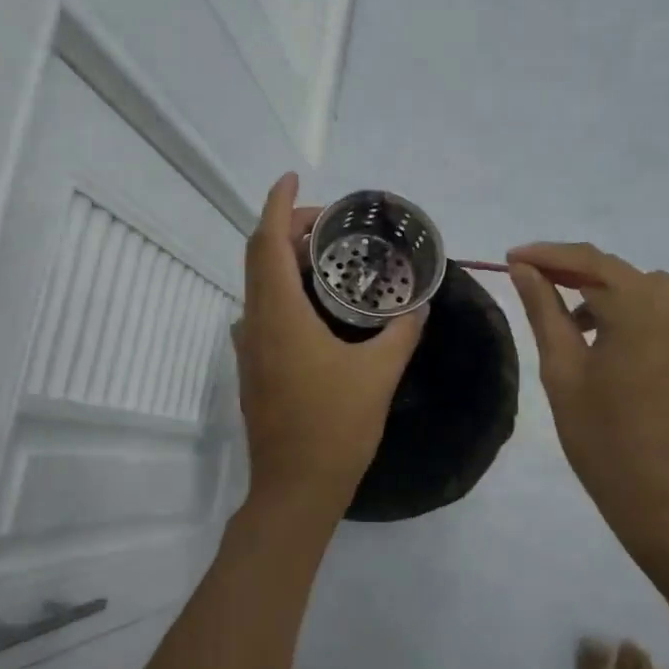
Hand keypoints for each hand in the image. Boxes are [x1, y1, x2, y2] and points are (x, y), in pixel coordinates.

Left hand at [233, 175, 425, 515]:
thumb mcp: (379, 375)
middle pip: (258, 256)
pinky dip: (283, 290)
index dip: (277, 204)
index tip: (291, 179)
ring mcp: (248, 347)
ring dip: (283, 260)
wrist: (294, 490)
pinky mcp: (252, 368)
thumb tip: (420, 305)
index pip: (267, 242)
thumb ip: (401, 333)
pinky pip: (262, 311)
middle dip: (286, 227)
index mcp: (280, 316)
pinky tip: (316, 306)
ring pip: (258, 284)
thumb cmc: (336, 429)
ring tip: (326, 256)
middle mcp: (255, 323)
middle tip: (328, 222)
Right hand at [508, 242, 668, 556]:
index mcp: (643, 311)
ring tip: (577, 328)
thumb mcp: (562, 370)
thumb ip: (544, 310)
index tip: (512, 258)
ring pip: (649, 292)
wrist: (667, 504)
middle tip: (537, 286)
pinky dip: (638, 317)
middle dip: (577, 273)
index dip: (548, 254)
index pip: (591, 261)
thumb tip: (524, 269)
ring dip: (610, 296)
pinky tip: (616, 349)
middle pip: (622, 273)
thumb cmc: (602, 438)